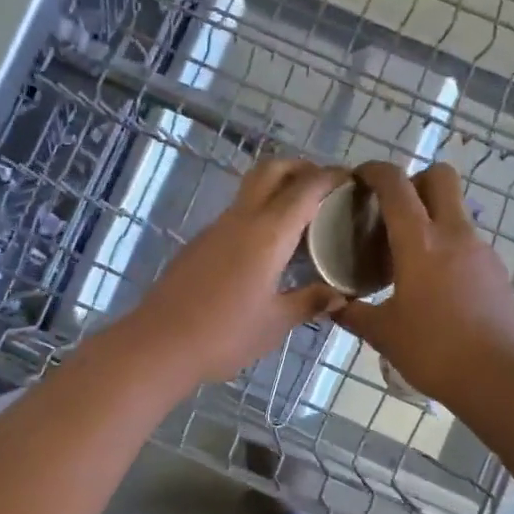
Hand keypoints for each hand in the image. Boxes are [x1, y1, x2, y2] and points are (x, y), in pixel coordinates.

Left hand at [125, 159, 347, 384]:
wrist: (159, 344)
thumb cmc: (225, 335)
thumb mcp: (275, 323)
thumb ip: (309, 302)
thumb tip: (339, 295)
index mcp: (267, 233)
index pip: (306, 188)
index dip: (332, 177)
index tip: (354, 180)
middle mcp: (241, 219)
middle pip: (272, 170)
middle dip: (302, 168)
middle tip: (326, 189)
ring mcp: (216, 228)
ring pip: (252, 189)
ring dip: (279, 190)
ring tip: (304, 218)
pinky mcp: (200, 243)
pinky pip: (238, 213)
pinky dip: (260, 213)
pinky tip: (270, 247)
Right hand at [333, 162, 513, 406]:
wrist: (499, 379)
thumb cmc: (433, 351)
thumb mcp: (383, 333)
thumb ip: (352, 314)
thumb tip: (330, 306)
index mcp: (419, 242)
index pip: (395, 184)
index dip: (374, 170)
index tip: (358, 177)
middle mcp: (454, 234)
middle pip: (440, 177)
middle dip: (415, 180)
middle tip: (392, 209)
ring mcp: (481, 250)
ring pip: (456, 210)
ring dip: (432, 216)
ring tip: (409, 254)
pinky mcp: (497, 270)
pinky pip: (468, 242)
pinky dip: (448, 246)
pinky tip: (436, 283)